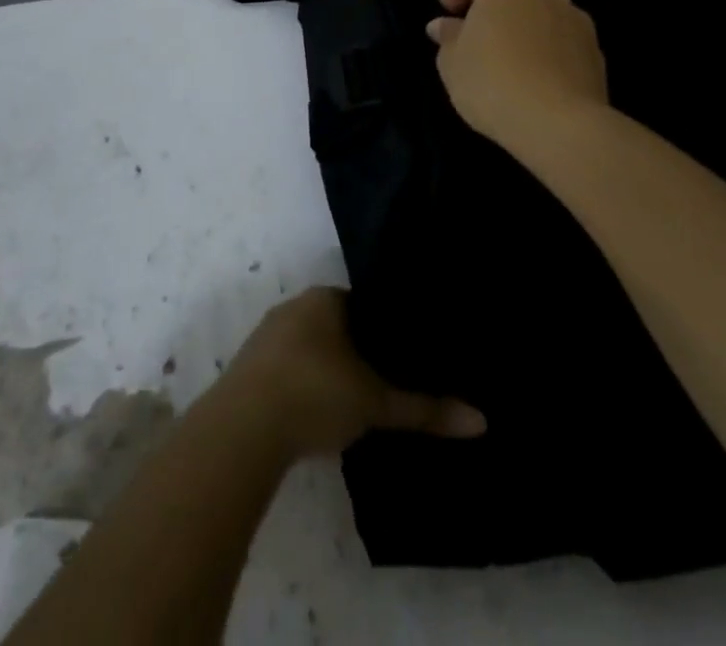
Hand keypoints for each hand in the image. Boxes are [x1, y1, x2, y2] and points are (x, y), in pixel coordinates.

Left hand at [219, 288, 484, 457]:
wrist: (244, 427)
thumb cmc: (316, 393)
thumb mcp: (376, 403)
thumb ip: (425, 409)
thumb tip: (481, 421)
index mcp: (325, 298)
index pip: (364, 304)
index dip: (385, 329)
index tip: (405, 353)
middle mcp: (294, 305)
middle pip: (335, 324)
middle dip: (357, 350)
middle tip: (386, 380)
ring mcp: (267, 334)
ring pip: (309, 346)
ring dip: (328, 369)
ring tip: (355, 400)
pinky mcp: (248, 366)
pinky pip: (287, 366)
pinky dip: (304, 384)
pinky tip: (317, 411)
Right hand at [426, 0, 609, 154]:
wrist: (561, 126)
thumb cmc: (494, 83)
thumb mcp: (452, 62)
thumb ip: (448, 37)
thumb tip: (444, 25)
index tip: (448, 12)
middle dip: (492, 8)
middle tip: (474, 39)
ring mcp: (576, 19)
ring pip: (540, 13)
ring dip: (521, 28)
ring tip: (507, 62)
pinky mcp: (595, 52)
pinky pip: (561, 41)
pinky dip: (545, 50)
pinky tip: (534, 81)